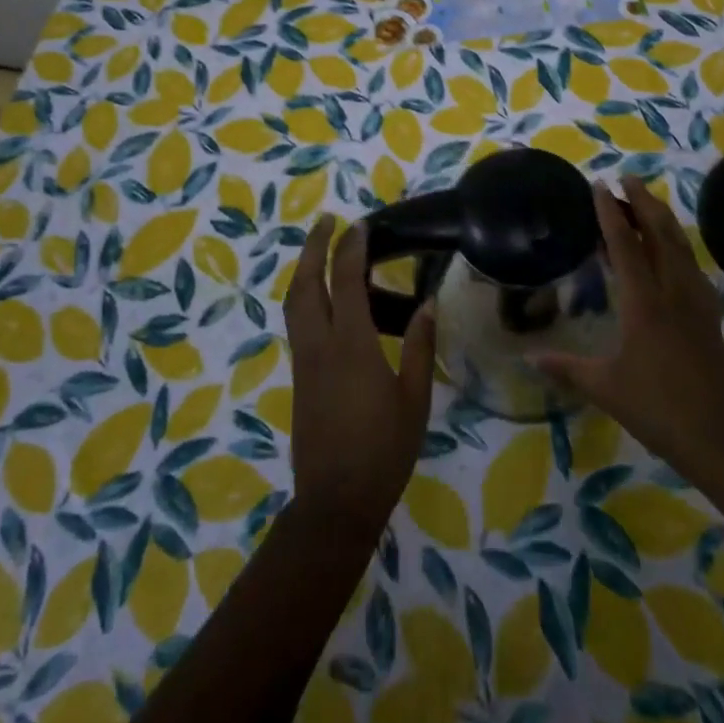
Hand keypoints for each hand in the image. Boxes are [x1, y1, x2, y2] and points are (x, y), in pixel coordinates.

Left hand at [283, 217, 437, 535]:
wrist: (336, 501)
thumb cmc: (384, 450)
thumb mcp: (415, 399)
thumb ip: (421, 348)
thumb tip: (428, 304)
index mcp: (351, 345)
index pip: (346, 281)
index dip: (351, 248)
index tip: (360, 224)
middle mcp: (320, 344)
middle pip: (306, 283)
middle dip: (313, 247)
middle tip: (327, 222)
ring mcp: (304, 360)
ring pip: (294, 302)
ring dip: (304, 269)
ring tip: (319, 250)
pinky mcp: (299, 376)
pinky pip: (297, 321)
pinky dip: (304, 295)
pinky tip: (320, 298)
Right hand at [530, 178, 723, 488]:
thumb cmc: (661, 410)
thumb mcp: (606, 389)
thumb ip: (567, 368)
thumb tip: (529, 357)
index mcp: (645, 303)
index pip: (625, 245)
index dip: (610, 213)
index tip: (600, 185)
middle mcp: (673, 292)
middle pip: (660, 234)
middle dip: (643, 203)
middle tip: (627, 179)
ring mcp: (697, 303)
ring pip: (681, 248)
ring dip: (664, 220)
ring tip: (649, 204)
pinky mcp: (711, 318)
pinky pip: (693, 268)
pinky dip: (680, 248)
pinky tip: (677, 256)